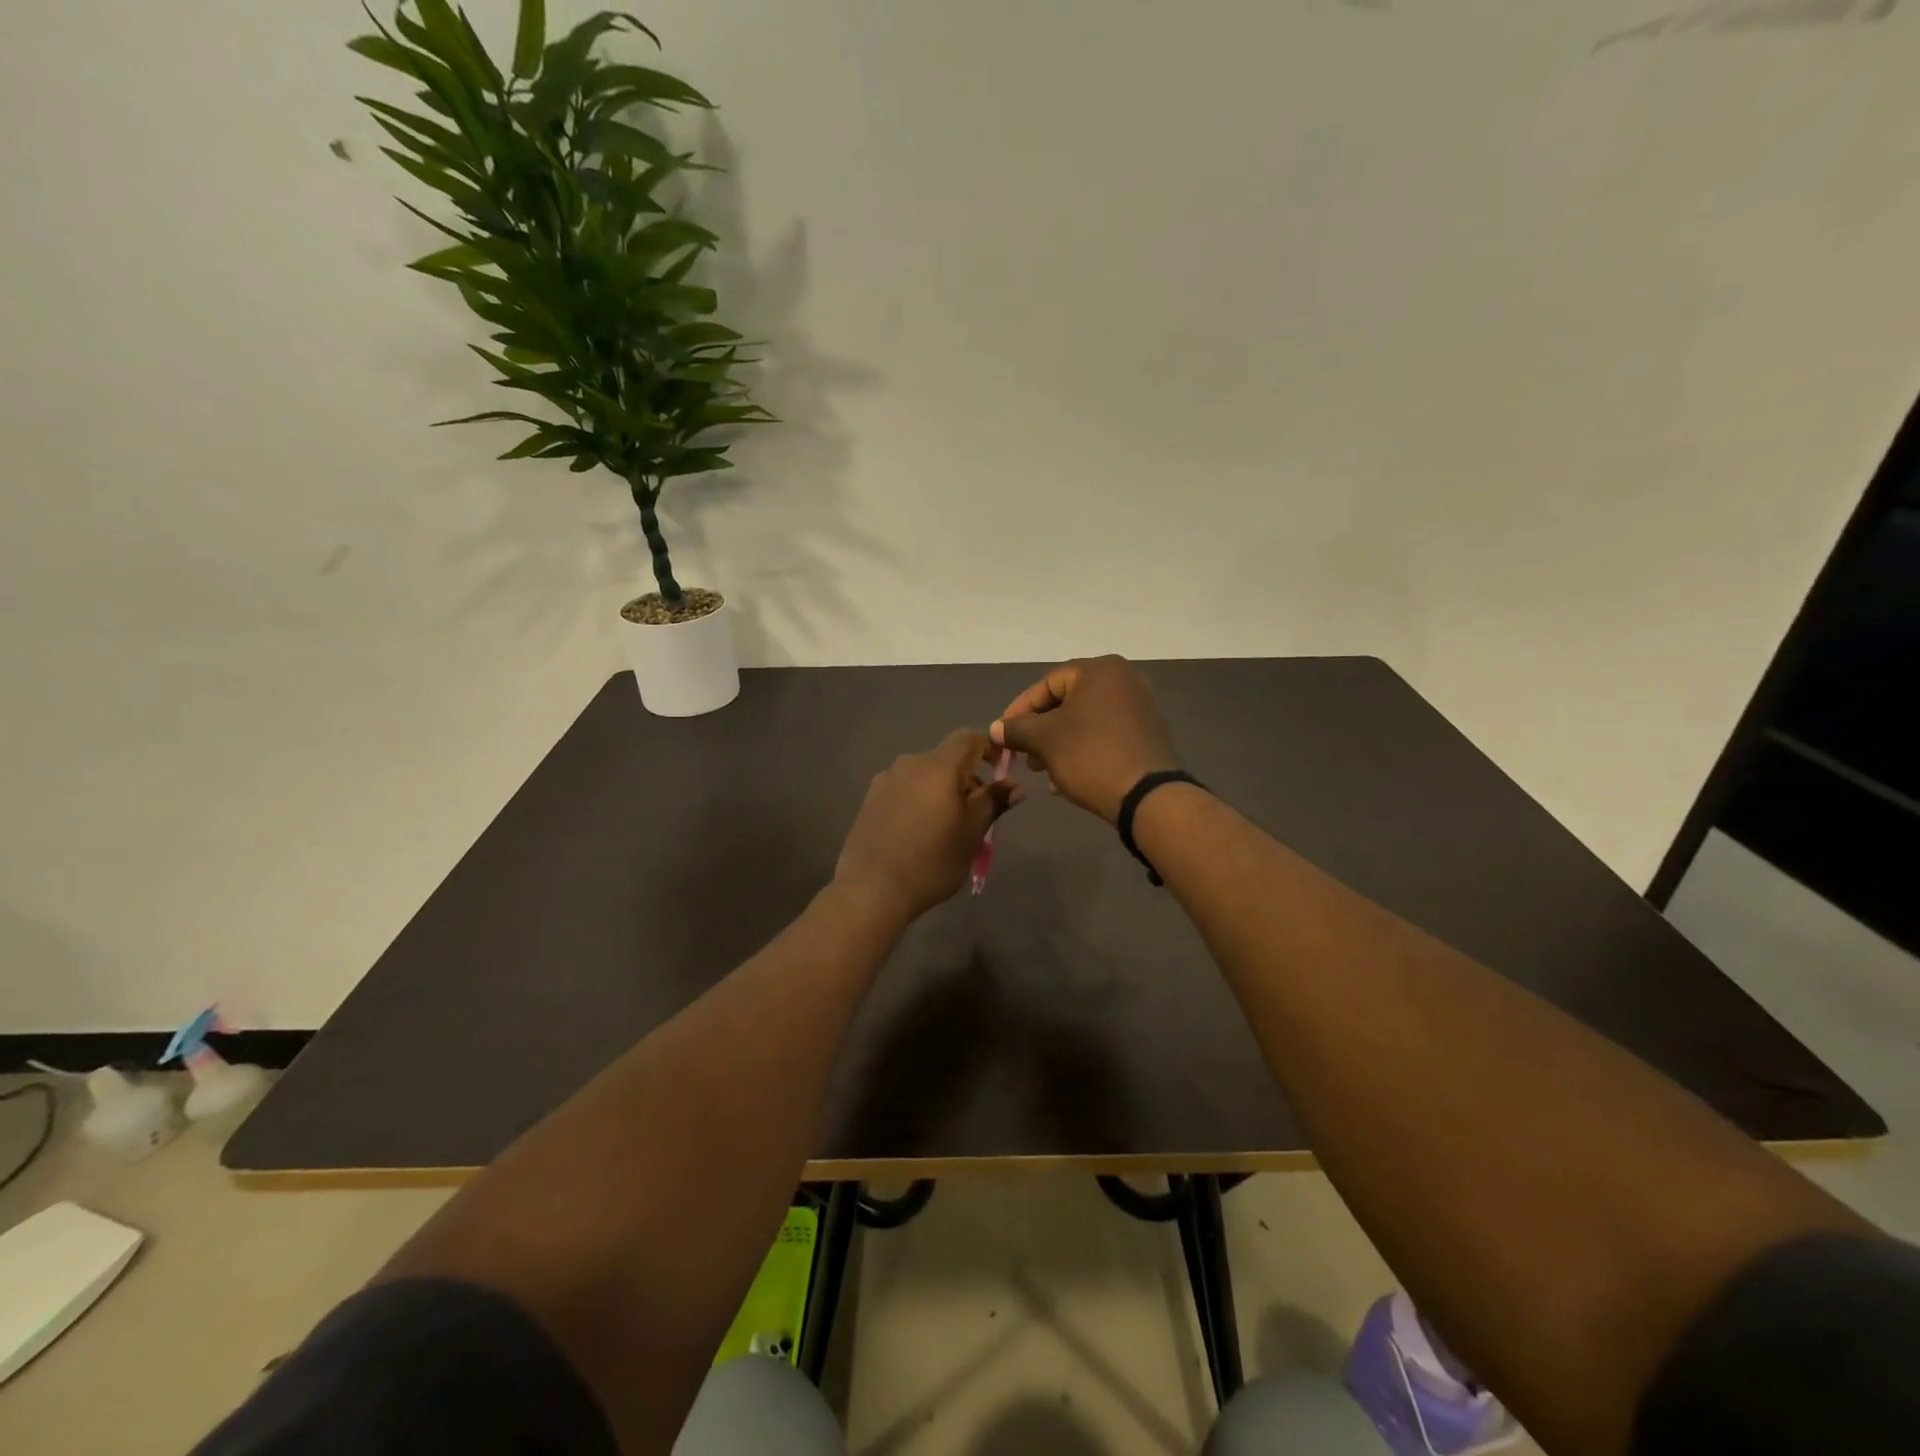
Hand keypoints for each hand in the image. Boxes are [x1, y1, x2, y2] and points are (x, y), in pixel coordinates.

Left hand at [835, 729, 1025, 920]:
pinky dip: (920, 798)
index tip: (1001, 771)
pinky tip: (918, 830)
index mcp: (939, 767)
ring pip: (925, 773)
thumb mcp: (971, 834)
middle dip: (966, 776)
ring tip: (946, 824)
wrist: (871, 889)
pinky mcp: (870, 797)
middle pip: (946, 757)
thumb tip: (1016, 786)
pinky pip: (905, 787)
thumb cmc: (931, 861)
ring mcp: (886, 779)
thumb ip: (993, 803)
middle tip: (976, 811)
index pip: (969, 738)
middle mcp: (910, 763)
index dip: (989, 748)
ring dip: (942, 788)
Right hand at [990, 656, 1177, 823]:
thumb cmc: (1090, 756)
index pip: (1047, 683)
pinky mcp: (1147, 733)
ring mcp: (1140, 706)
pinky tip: (1066, 778)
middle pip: (1066, 701)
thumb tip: (997, 728)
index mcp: (1100, 670)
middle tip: (1023, 756)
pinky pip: (1104, 734)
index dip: (1019, 710)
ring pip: (1084, 721)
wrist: (1147, 796)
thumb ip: (1016, 729)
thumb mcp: (1044, 740)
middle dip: (1039, 731)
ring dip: (1058, 744)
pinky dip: (1082, 750)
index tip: (1003, 735)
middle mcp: (1124, 679)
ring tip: (1042, 771)